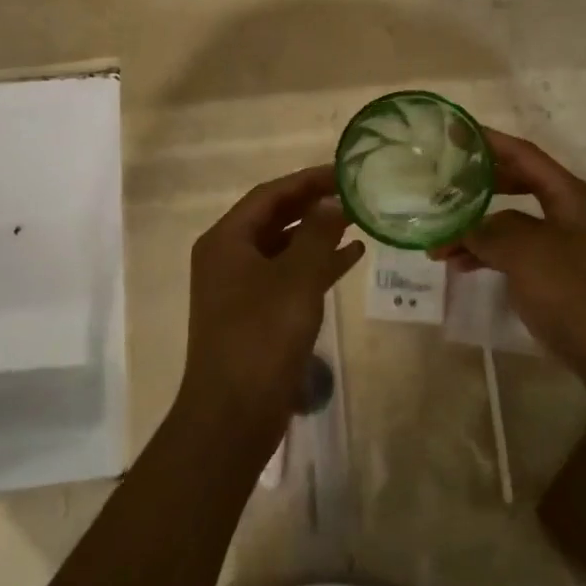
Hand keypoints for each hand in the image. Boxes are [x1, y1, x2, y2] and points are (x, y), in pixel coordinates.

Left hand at [181, 165, 363, 449]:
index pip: (270, 194)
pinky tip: (351, 258)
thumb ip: (317, 233)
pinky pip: (289, 276)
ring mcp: (240, 287)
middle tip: (354, 192)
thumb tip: (333, 200)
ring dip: (318, 233)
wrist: (234, 414)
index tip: (344, 171)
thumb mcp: (296, 278)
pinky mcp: (256, 314)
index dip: (307, 180)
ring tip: (358, 219)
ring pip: (284, 247)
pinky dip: (317, 265)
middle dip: (314, 204)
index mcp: (226, 240)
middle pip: (275, 218)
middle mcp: (228, 257)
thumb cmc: (262, 337)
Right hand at [434, 131, 585, 399]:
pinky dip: (488, 254)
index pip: (523, 154)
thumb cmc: (578, 294)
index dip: (488, 141)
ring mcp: (566, 246)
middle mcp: (569, 213)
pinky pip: (515, 252)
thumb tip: (466, 228)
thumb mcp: (527, 254)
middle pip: (517, 185)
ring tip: (439, 240)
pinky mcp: (560, 276)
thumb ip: (490, 232)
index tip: (454, 131)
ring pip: (511, 223)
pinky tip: (462, 265)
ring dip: (476, 228)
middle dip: (478, 185)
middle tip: (442, 183)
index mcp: (570, 196)